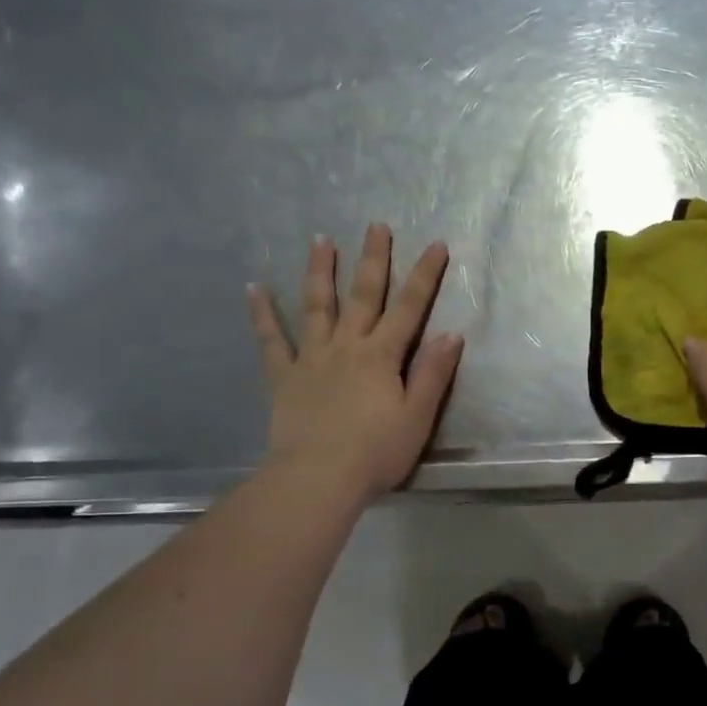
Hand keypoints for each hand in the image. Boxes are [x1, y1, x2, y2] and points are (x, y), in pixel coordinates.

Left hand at [247, 224, 462, 502]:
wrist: (318, 479)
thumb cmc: (376, 453)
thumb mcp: (418, 417)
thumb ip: (433, 374)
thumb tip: (451, 334)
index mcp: (382, 356)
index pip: (410, 307)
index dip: (425, 275)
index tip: (436, 244)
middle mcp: (347, 347)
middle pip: (363, 296)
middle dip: (373, 259)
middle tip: (376, 225)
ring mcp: (312, 359)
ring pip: (317, 306)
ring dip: (321, 271)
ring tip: (320, 239)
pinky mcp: (284, 378)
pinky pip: (272, 341)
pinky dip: (263, 314)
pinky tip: (254, 289)